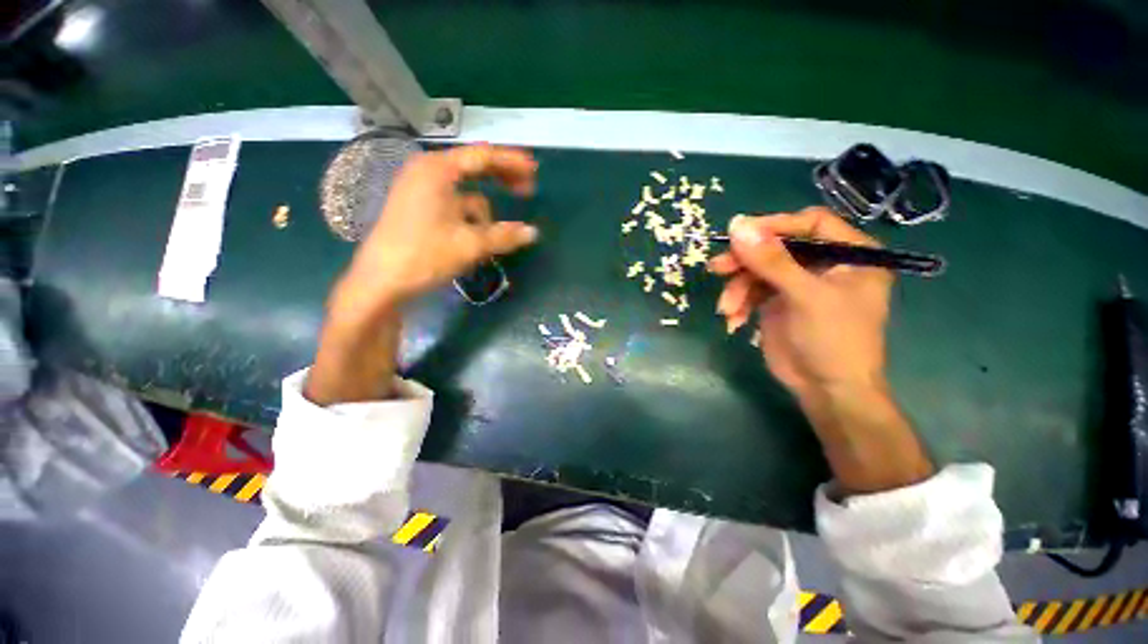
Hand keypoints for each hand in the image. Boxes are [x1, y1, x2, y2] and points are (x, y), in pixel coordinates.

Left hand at [305, 145, 538, 405]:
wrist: (380, 281)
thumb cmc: (424, 256)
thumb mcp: (470, 245)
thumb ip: (505, 236)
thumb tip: (533, 233)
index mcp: (438, 170)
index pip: (483, 156)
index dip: (512, 162)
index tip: (535, 170)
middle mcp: (427, 171)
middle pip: (474, 167)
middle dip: (501, 179)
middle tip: (527, 190)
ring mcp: (420, 189)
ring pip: (465, 192)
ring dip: (485, 209)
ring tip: (496, 233)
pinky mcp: (418, 207)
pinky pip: (454, 205)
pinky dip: (470, 217)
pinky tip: (476, 237)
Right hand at [709, 207, 931, 493]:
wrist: (826, 391)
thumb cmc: (832, 340)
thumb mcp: (804, 296)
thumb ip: (771, 260)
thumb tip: (737, 224)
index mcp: (849, 254)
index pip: (810, 224)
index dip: (775, 225)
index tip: (740, 234)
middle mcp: (823, 264)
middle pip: (777, 247)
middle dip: (745, 261)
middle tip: (717, 268)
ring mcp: (797, 284)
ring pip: (757, 271)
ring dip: (737, 289)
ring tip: (727, 310)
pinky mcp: (777, 302)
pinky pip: (751, 292)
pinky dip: (739, 304)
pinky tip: (733, 321)